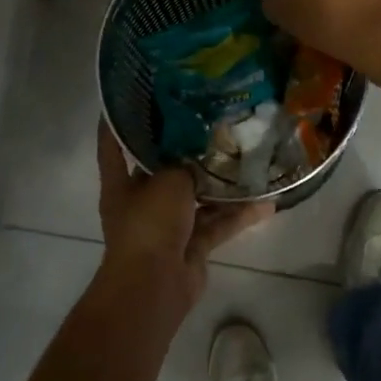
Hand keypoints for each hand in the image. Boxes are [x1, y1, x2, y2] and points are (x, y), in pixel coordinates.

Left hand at [95, 121, 272, 309]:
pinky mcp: (192, 245)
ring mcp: (168, 225)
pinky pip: (217, 224)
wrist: (155, 285)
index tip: (133, 96)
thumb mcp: (168, 181)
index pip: (113, 145)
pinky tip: (267, 202)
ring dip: (220, 184)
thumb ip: (186, 163)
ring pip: (197, 198)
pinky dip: (238, 215)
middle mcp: (141, 202)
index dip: (119, 121)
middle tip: (213, 122)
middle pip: (164, 170)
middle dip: (186, 151)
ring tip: (248, 158)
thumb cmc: (149, 223)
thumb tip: (203, 151)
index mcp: (121, 183)